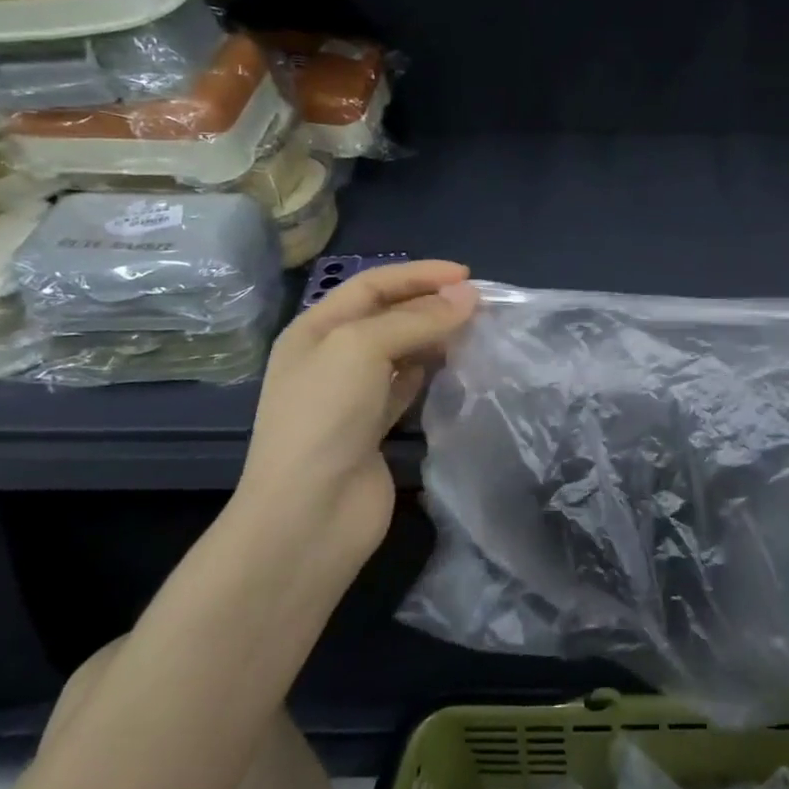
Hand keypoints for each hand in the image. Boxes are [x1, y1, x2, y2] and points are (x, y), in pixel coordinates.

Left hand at [240, 261, 478, 566]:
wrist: (309, 514)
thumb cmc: (325, 415)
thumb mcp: (363, 348)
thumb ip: (417, 319)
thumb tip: (468, 296)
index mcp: (314, 329)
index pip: (372, 285)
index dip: (418, 274)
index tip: (466, 275)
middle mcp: (330, 357)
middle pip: (387, 316)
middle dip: (430, 304)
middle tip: (478, 304)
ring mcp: (351, 395)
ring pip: (400, 351)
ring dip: (434, 336)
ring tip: (474, 330)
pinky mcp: (373, 428)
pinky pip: (406, 386)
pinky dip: (429, 372)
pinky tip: (453, 366)